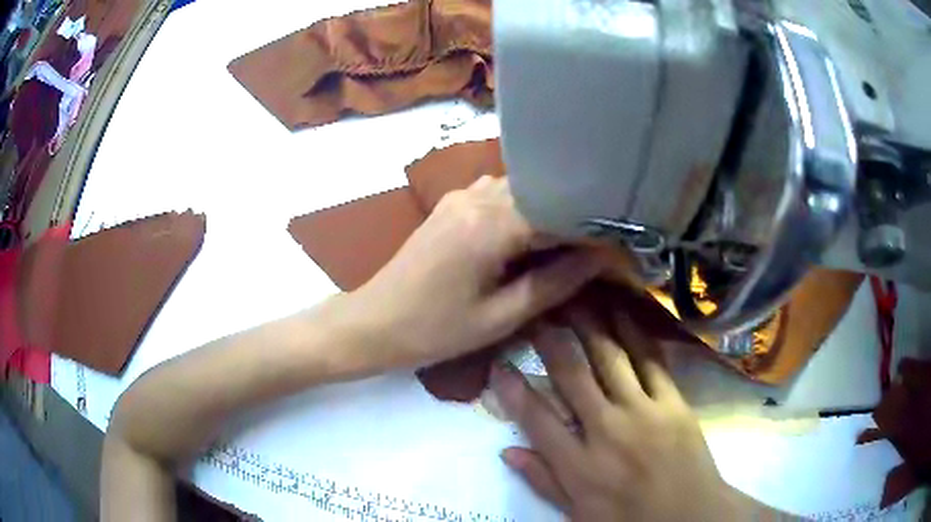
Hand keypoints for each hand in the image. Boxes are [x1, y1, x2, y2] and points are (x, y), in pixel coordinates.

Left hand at [353, 176, 603, 367]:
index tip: (616, 246)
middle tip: (597, 243)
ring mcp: (460, 196)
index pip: (559, 210)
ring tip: (568, 239)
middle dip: (571, 214)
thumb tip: (601, 258)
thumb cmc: (434, 331)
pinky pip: (497, 193)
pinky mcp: (449, 203)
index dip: (592, 228)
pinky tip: (528, 234)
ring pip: (520, 189)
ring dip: (546, 210)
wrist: (373, 322)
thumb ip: (554, 283)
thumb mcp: (500, 317)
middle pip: (541, 192)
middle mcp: (476, 197)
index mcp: (490, 225)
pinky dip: (521, 208)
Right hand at [492, 306, 764, 520]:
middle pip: (573, 375)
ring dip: (590, 324)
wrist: (690, 515)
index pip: (536, 418)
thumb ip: (543, 481)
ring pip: (611, 357)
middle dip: (550, 339)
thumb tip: (507, 452)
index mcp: (579, 464)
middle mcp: (607, 430)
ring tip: (575, 296)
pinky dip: (635, 333)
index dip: (513, 388)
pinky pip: (651, 361)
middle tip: (537, 308)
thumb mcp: (577, 514)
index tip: (498, 362)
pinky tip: (623, 311)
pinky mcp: (673, 402)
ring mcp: (644, 411)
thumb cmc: (629, 519)